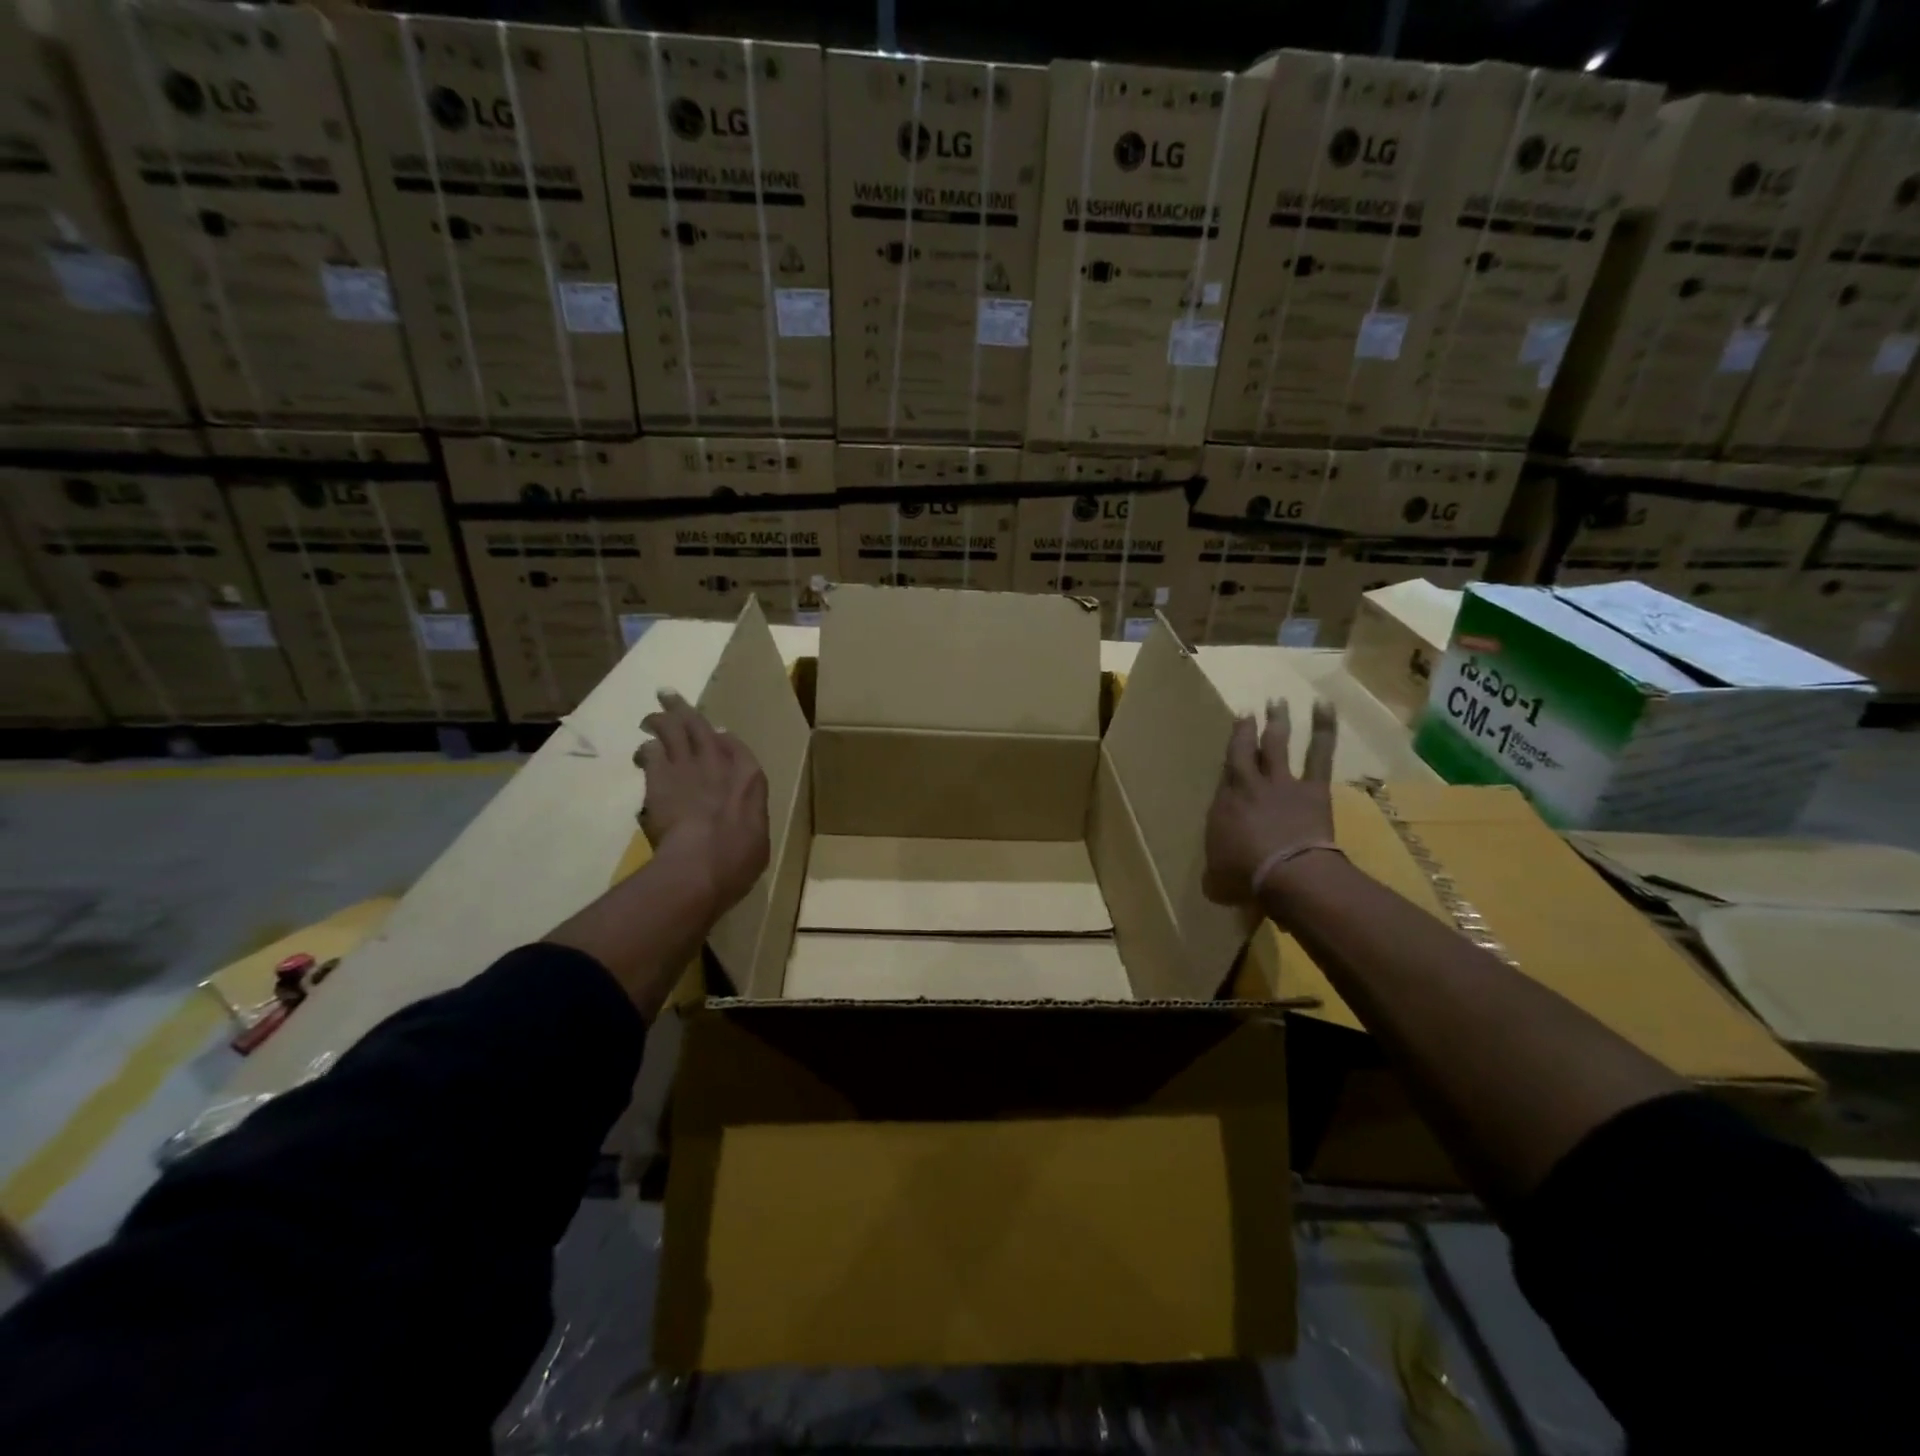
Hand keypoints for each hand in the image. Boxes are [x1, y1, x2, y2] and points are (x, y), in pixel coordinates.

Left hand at [635, 690, 769, 913]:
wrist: (702, 863)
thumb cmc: (739, 859)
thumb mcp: (758, 839)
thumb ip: (749, 818)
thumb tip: (743, 817)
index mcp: (750, 777)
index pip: (735, 746)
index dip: (722, 738)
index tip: (715, 733)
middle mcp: (719, 762)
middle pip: (699, 726)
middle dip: (683, 710)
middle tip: (669, 695)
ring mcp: (688, 766)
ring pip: (672, 729)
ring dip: (659, 719)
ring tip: (649, 716)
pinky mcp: (660, 777)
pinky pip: (651, 752)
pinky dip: (646, 750)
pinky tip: (641, 753)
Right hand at [1203, 698, 1338, 905]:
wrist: (1287, 874)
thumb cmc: (1245, 878)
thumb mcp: (1217, 881)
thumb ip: (1215, 874)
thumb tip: (1212, 880)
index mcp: (1223, 807)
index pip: (1224, 778)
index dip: (1227, 761)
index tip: (1228, 751)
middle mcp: (1248, 787)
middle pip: (1243, 751)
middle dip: (1244, 730)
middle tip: (1247, 711)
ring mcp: (1280, 784)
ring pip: (1276, 744)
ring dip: (1277, 721)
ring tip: (1277, 701)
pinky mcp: (1311, 788)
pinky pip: (1318, 753)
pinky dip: (1323, 728)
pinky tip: (1324, 705)